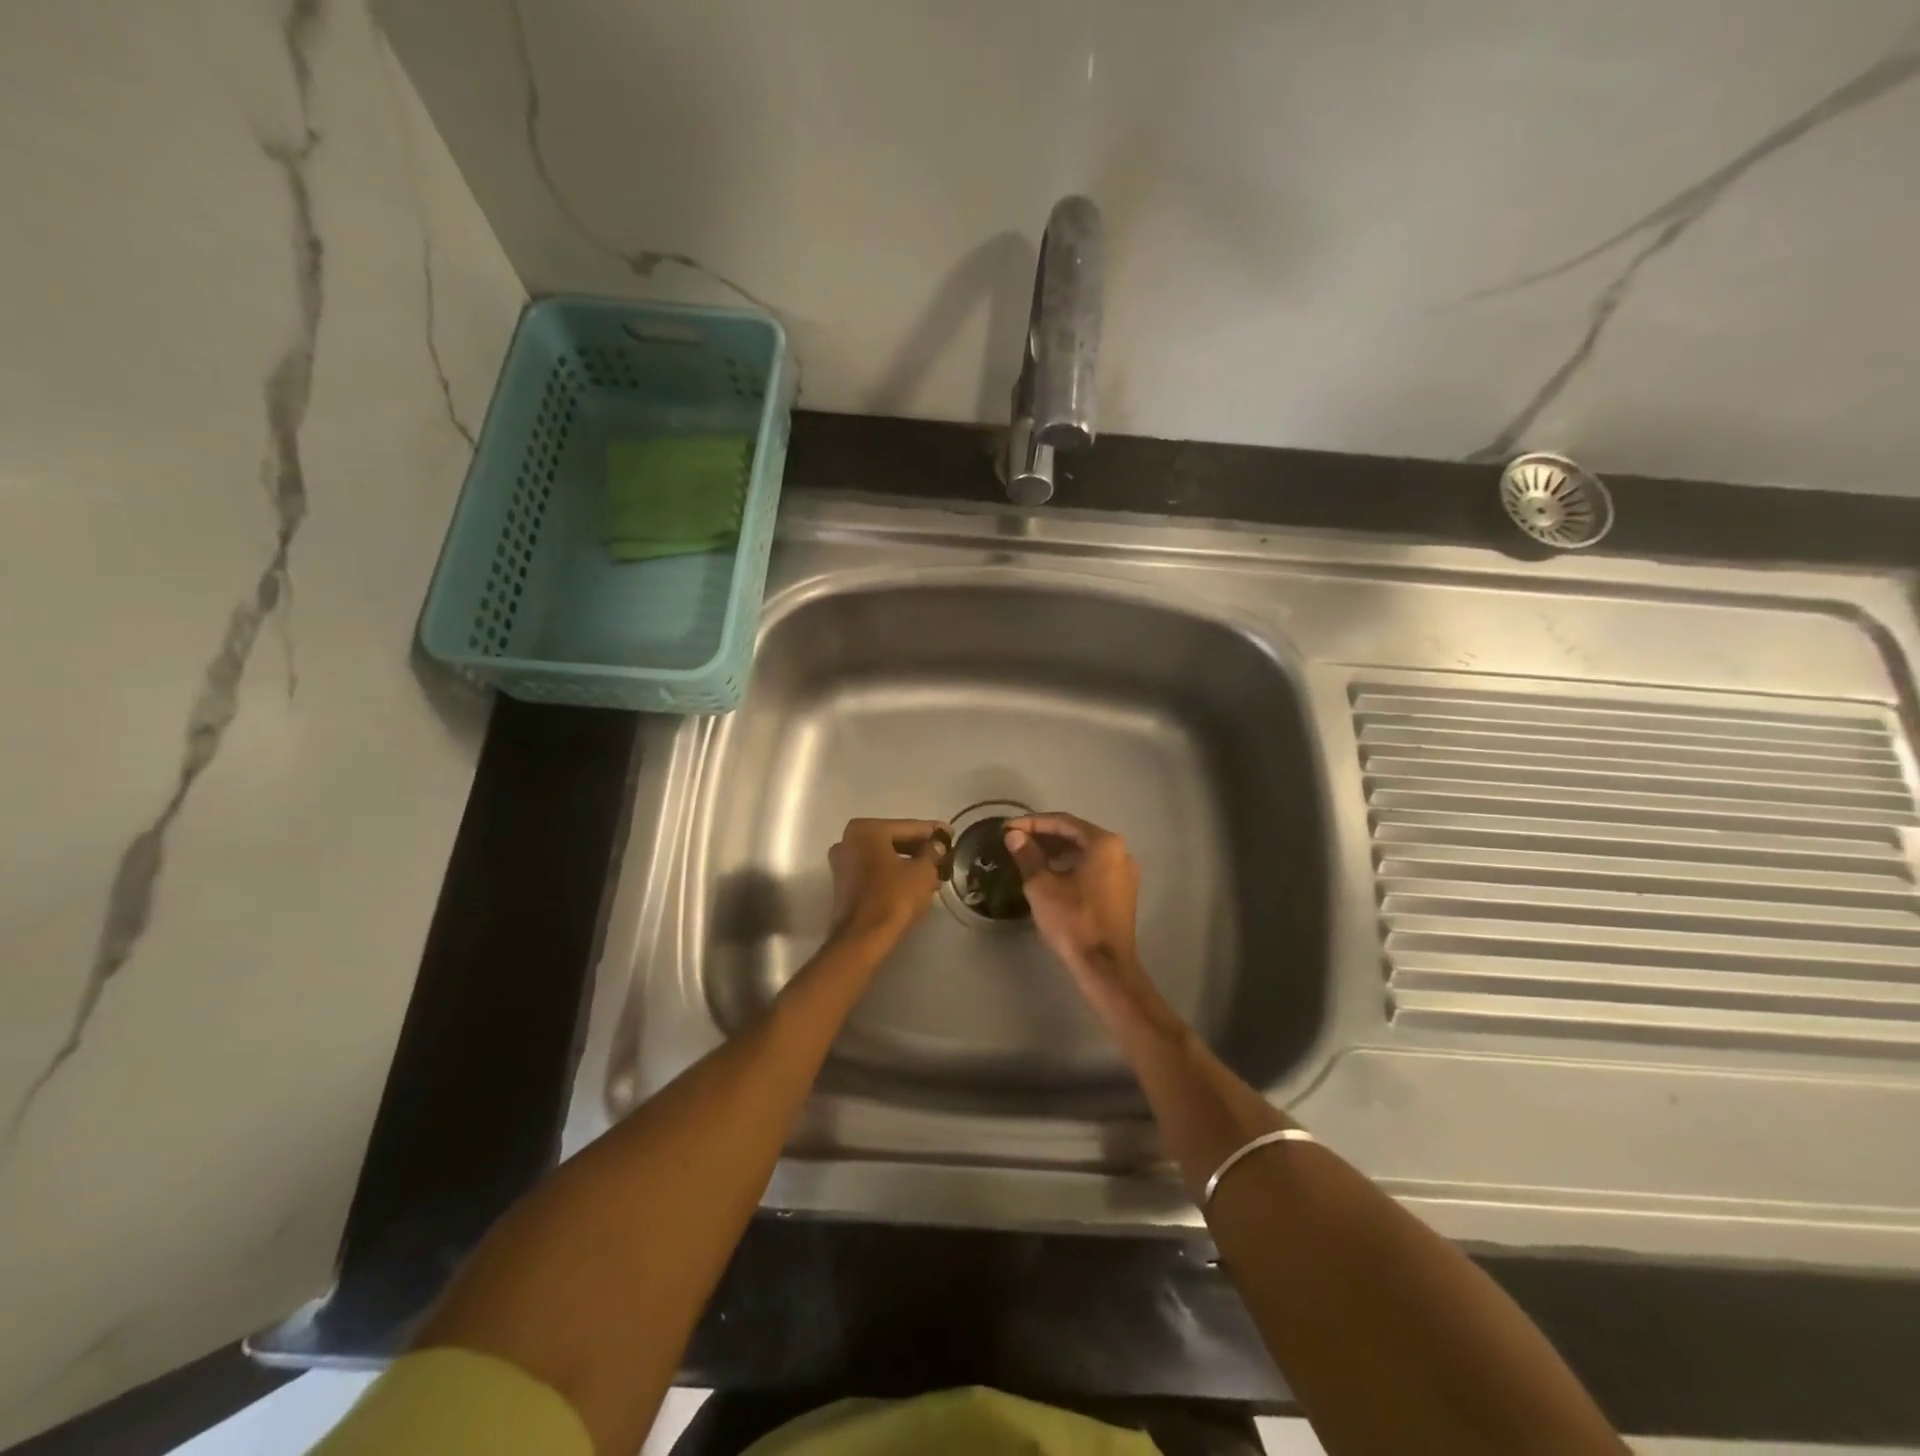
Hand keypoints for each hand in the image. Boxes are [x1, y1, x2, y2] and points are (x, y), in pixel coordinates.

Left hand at [827, 818, 948, 946]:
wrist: (862, 939)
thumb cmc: (894, 897)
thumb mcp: (923, 871)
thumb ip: (932, 851)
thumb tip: (937, 844)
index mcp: (867, 829)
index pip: (908, 827)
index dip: (933, 832)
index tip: (951, 834)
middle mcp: (849, 840)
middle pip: (894, 840)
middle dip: (920, 849)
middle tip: (944, 855)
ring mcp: (843, 862)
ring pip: (884, 857)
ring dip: (909, 863)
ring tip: (935, 873)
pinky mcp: (843, 884)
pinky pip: (875, 870)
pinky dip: (894, 873)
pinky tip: (915, 883)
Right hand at [1002, 813, 1141, 984]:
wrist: (1105, 966)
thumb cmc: (1073, 921)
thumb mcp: (1042, 886)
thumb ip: (1027, 855)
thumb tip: (1014, 836)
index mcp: (1104, 843)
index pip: (1063, 822)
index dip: (1032, 823)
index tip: (1007, 828)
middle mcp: (1120, 851)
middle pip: (1077, 834)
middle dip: (1044, 836)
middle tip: (1016, 840)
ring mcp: (1125, 872)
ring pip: (1085, 852)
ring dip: (1057, 851)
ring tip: (1028, 855)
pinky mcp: (1123, 891)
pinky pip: (1094, 867)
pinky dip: (1071, 865)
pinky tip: (1051, 873)